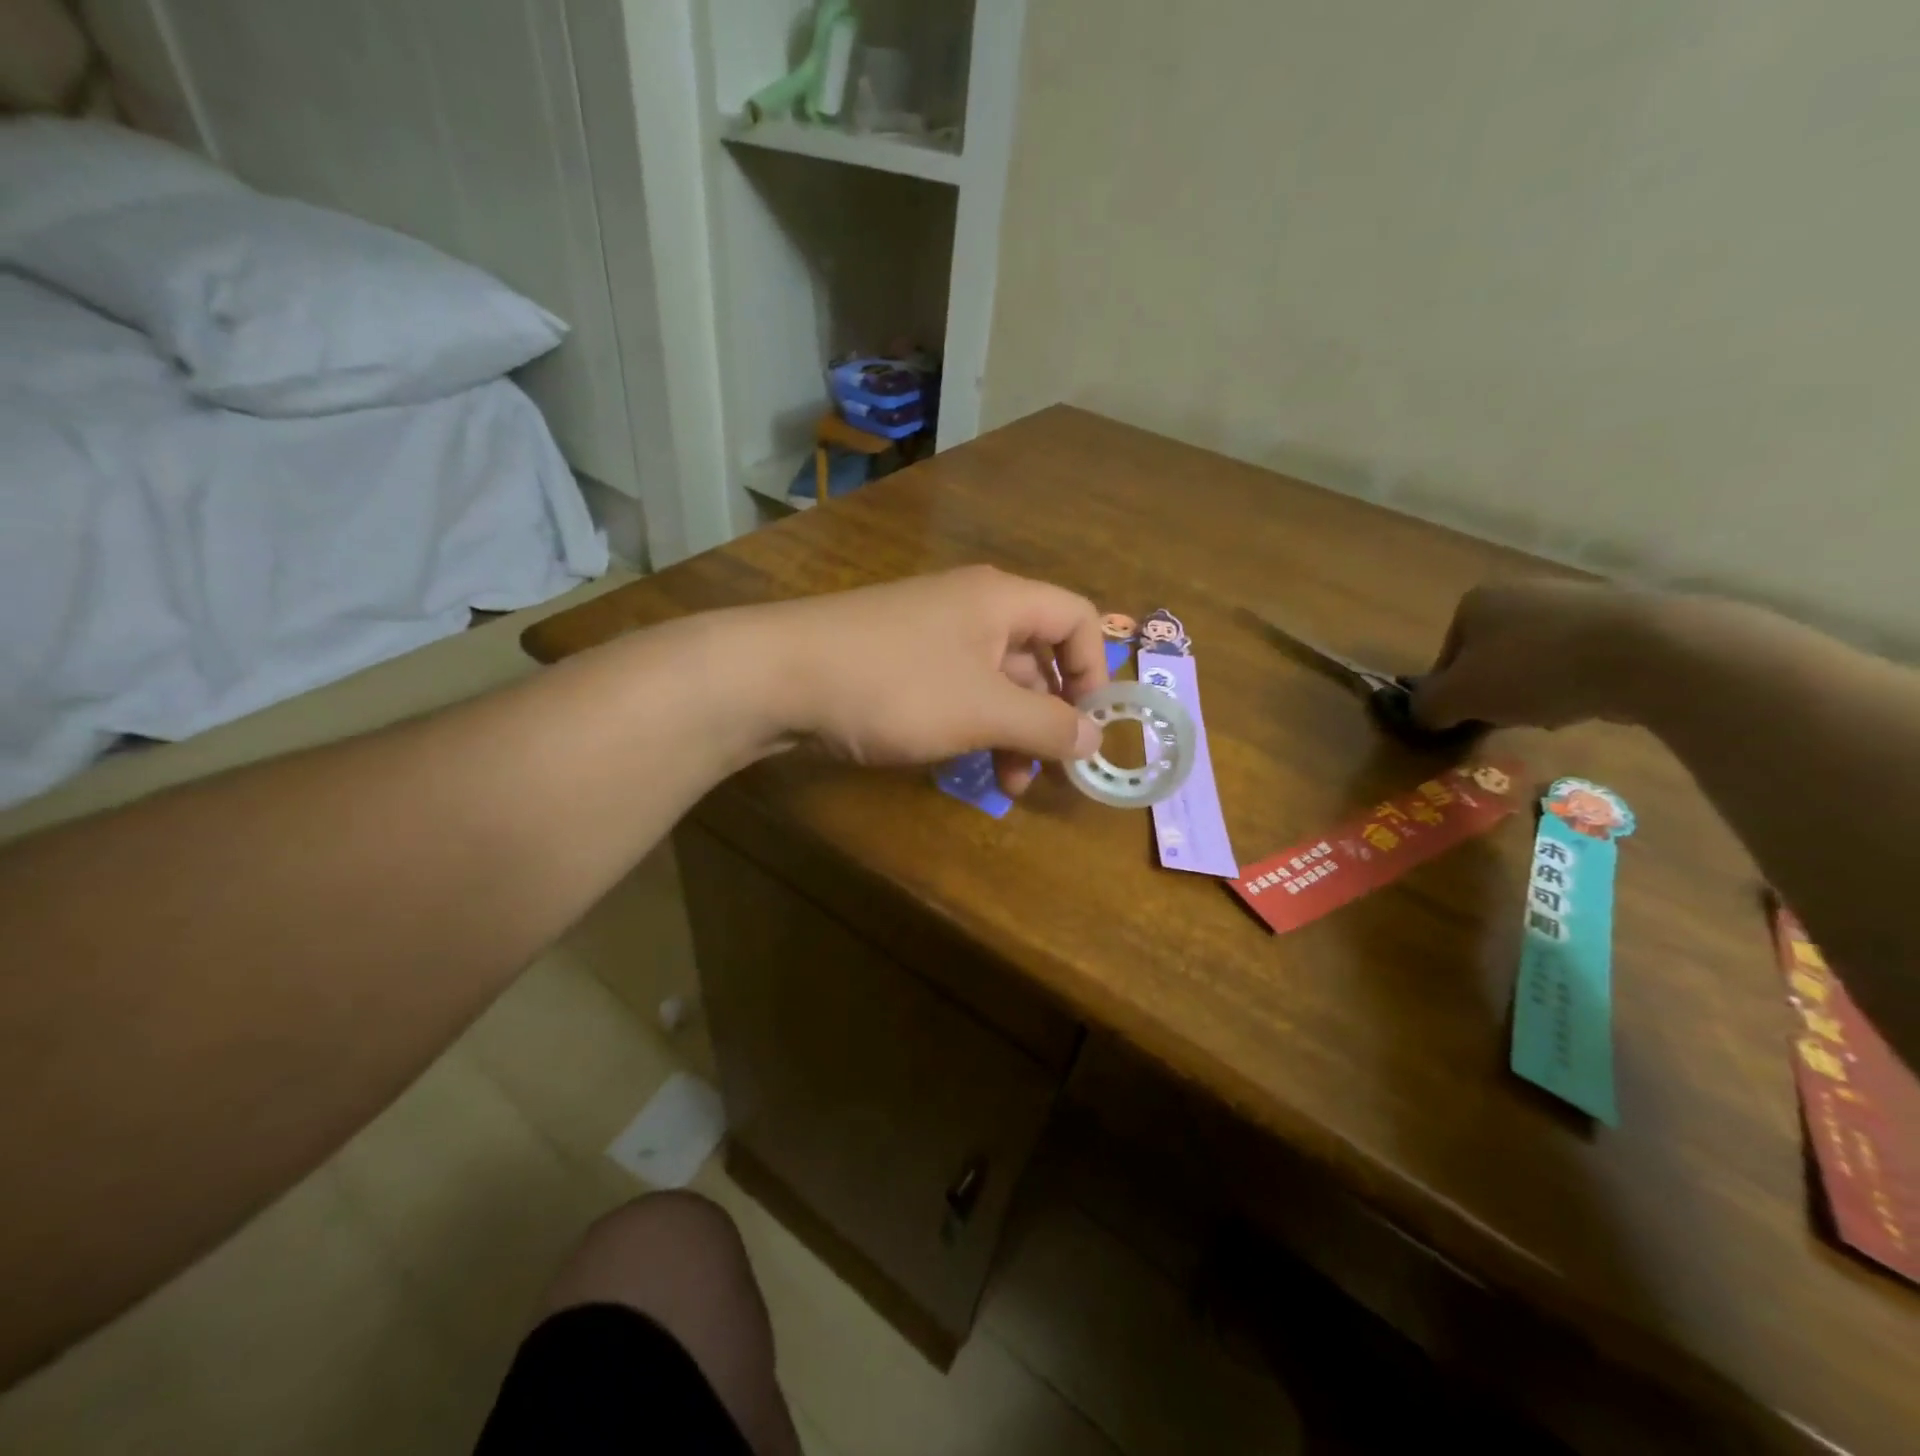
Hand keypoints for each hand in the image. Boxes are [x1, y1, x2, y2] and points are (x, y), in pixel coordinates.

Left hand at [758, 565, 1108, 794]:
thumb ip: (1045, 724)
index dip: (1094, 670)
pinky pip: (953, 692)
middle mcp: (970, 608)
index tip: (1089, 726)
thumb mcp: (981, 710)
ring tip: (1006, 787)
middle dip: (1047, 717)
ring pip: (992, 682)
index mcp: (1001, 600)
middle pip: (1035, 656)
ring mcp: (929, 635)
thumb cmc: (895, 685)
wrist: (777, 676)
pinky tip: (959, 765)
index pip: (1077, 618)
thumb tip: (1094, 736)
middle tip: (1046, 771)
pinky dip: (969, 727)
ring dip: (1009, 733)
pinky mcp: (897, 662)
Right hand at [1413, 580, 1657, 730]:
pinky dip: (1578, 683)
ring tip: (1553, 714)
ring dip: (1536, 690)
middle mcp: (1522, 591)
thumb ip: (1428, 706)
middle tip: (1507, 719)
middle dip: (1496, 690)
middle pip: (1492, 656)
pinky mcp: (1625, 620)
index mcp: (1476, 601)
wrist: (1647, 652)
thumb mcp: (1459, 697)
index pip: (1447, 655)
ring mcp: (1576, 601)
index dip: (1452, 691)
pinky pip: (1582, 659)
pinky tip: (1590, 701)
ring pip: (1536, 659)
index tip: (1467, 717)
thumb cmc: (1532, 669)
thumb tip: (1420, 715)